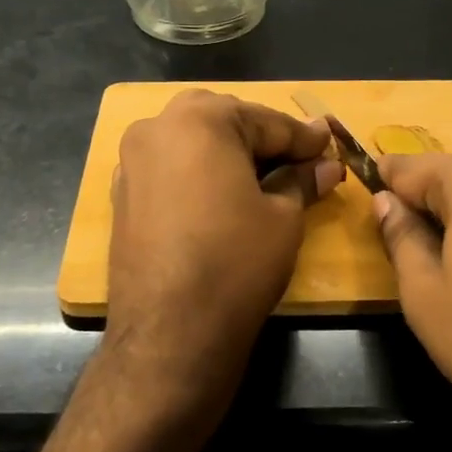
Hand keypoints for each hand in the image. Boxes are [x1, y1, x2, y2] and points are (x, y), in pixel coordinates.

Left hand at [105, 90, 343, 401]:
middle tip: (296, 160)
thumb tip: (326, 166)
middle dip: (261, 137)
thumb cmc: (236, 262)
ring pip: (191, 142)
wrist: (169, 331)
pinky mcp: (122, 196)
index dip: (303, 138)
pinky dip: (198, 174)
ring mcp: (131, 162)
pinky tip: (221, 197)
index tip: (329, 145)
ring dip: (227, 153)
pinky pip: (169, 169)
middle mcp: (156, 128)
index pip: (265, 121)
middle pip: (223, 121)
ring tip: (263, 178)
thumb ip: (302, 181)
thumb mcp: (283, 218)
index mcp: (199, 119)